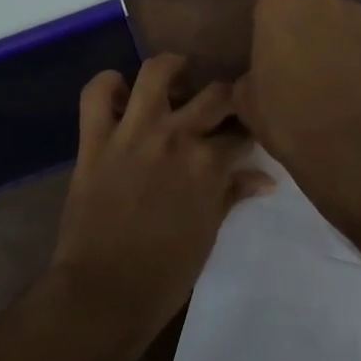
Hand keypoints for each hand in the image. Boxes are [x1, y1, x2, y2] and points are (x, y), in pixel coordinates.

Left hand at [50, 54, 273, 355]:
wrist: (105, 292)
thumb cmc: (166, 271)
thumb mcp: (209, 232)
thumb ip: (233, 194)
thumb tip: (265, 179)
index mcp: (209, 163)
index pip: (241, 131)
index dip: (248, 130)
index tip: (247, 132)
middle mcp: (176, 136)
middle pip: (214, 94)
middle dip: (225, 96)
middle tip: (218, 107)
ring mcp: (133, 133)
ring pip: (156, 72)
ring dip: (172, 69)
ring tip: (176, 77)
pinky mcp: (95, 139)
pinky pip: (96, 93)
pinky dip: (108, 84)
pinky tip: (121, 93)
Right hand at [234, 0, 360, 209]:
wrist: (352, 145)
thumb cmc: (287, 118)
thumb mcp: (248, 102)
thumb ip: (249, 76)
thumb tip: (256, 76)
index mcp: (278, 7)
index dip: (272, 14)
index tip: (269, 38)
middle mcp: (320, 1)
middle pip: (310, 1)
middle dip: (305, 20)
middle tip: (297, 54)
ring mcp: (357, 19)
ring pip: (339, 18)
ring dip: (332, 36)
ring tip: (326, 71)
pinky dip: (355, 54)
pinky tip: (349, 83)